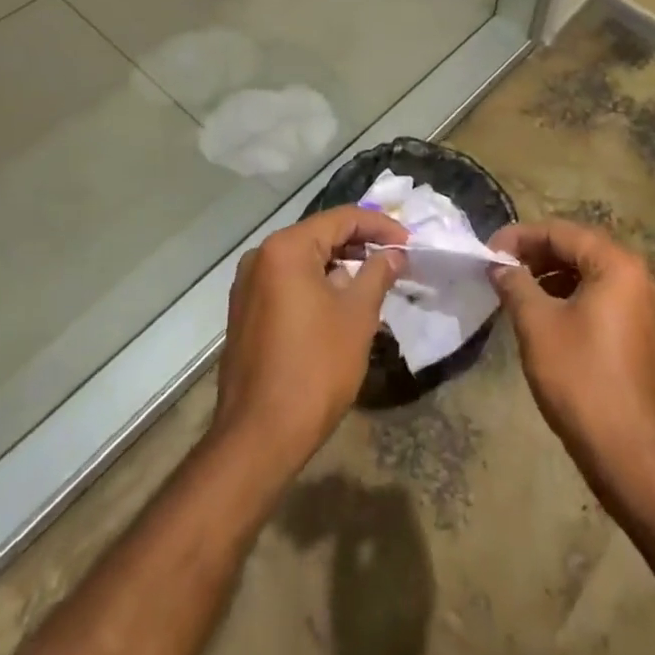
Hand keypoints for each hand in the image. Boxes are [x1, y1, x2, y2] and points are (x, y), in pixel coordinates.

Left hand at [210, 206, 407, 477]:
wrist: (259, 435)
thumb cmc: (315, 368)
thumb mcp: (357, 316)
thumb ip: (377, 274)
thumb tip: (394, 254)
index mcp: (286, 248)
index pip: (341, 218)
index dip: (380, 226)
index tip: (409, 242)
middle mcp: (261, 256)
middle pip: (319, 235)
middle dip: (360, 244)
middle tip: (395, 258)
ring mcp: (248, 285)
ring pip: (303, 260)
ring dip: (339, 265)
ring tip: (374, 280)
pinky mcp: (246, 312)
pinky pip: (288, 283)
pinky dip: (316, 284)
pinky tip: (341, 303)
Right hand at [488, 220, 654, 498]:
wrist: (633, 457)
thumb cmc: (582, 380)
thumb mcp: (537, 325)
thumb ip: (515, 284)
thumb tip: (499, 265)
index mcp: (616, 265)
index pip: (560, 232)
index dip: (519, 237)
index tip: (488, 251)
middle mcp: (637, 277)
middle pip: (578, 249)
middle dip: (535, 255)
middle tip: (500, 269)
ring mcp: (643, 308)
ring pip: (589, 275)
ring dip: (550, 277)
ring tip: (516, 292)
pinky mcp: (641, 336)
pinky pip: (600, 300)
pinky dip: (569, 298)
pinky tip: (544, 318)